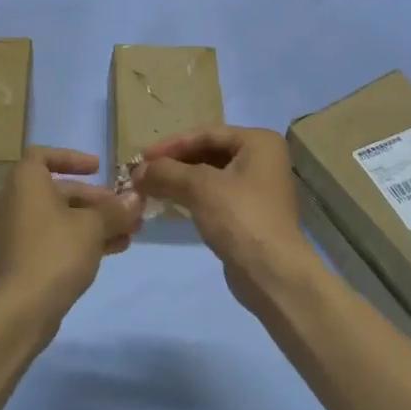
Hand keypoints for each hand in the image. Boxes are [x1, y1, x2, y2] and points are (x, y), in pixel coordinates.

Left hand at [0, 147, 139, 326]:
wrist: (22, 309)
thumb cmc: (56, 251)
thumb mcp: (93, 226)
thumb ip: (116, 209)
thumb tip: (136, 198)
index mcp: (26, 182)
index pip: (44, 156)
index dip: (73, 159)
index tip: (98, 168)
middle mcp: (17, 201)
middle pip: (61, 190)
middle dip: (97, 199)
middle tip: (127, 209)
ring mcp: (19, 231)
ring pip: (63, 218)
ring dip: (96, 222)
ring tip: (131, 232)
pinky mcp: (25, 258)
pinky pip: (57, 238)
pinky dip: (82, 239)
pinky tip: (115, 249)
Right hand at [136, 125, 320, 314]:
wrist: (273, 275)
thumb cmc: (240, 218)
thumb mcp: (199, 188)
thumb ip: (166, 173)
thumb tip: (137, 171)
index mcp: (259, 142)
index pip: (206, 134)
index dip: (171, 144)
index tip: (141, 156)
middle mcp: (263, 159)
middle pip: (208, 152)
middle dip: (175, 163)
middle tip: (144, 172)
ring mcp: (258, 188)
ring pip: (210, 175)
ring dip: (180, 180)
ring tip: (150, 187)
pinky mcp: (250, 214)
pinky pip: (215, 195)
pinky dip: (192, 196)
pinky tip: (170, 203)